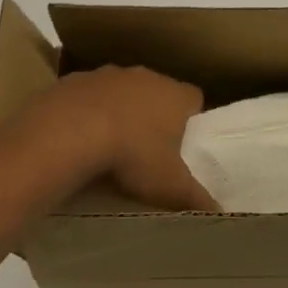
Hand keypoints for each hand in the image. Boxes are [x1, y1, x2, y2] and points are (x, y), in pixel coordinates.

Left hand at [28, 66, 218, 211]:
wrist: (68, 133)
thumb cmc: (132, 154)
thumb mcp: (170, 186)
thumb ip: (197, 197)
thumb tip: (219, 213)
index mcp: (175, 94)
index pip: (194, 98)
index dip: (191, 119)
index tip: (183, 142)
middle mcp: (144, 76)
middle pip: (157, 91)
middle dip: (153, 115)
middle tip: (147, 148)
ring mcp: (107, 74)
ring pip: (121, 91)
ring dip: (118, 111)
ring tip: (110, 145)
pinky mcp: (74, 80)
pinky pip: (87, 96)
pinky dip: (86, 112)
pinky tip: (78, 138)